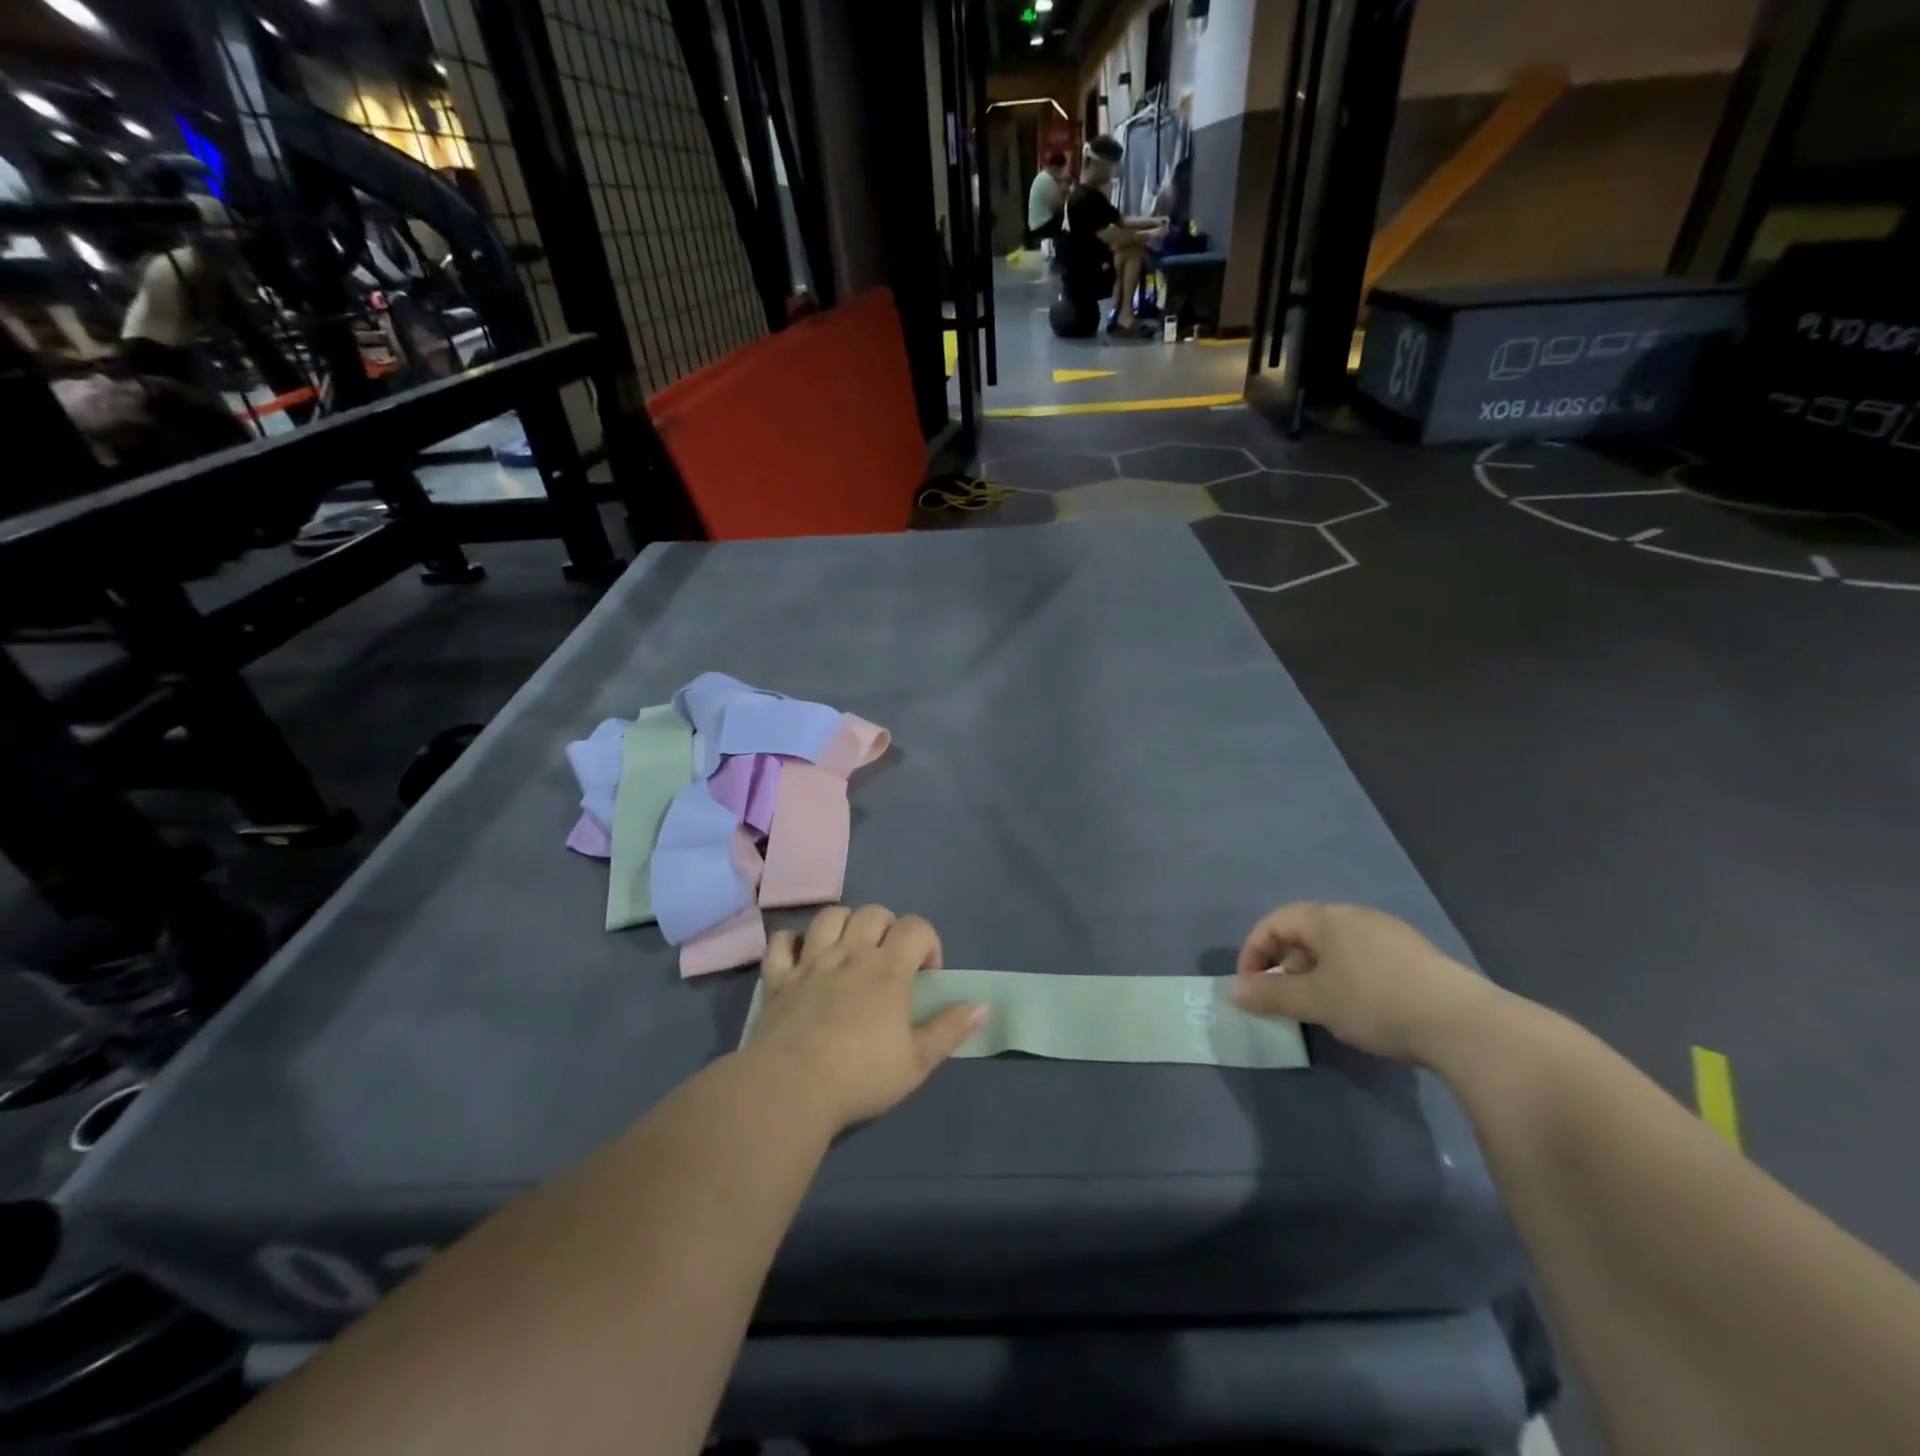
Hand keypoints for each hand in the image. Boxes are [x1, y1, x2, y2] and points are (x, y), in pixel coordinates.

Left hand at [743, 905, 986, 1130]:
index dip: (928, 942)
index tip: (926, 975)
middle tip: (890, 960)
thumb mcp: (917, 1062)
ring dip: (845, 923)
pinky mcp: (778, 978)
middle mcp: (850, 953)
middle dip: (889, 927)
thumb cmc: (861, 1076)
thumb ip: (950, 1030)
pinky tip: (802, 956)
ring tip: (850, 948)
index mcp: (888, 969)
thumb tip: (983, 1006)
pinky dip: (793, 941)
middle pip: (874, 913)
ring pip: (830, 916)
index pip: (916, 927)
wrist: (791, 1089)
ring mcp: (811, 962)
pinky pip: (782, 941)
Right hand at [1227, 902, 1498, 1063]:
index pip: (1276, 921)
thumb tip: (1233, 991)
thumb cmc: (1375, 1001)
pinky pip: (1365, 960)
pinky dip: (1349, 980)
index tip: (1251, 986)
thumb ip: (1271, 994)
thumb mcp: (1315, 1001)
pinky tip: (1363, 1011)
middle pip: (1307, 933)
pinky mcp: (1418, 958)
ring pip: (1338, 948)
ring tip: (1322, 1009)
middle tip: (1285, 1000)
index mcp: (1329, 918)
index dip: (1254, 951)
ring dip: (1318, 974)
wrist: (1465, 1025)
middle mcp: (1358, 917)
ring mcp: (1392, 935)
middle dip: (1287, 965)